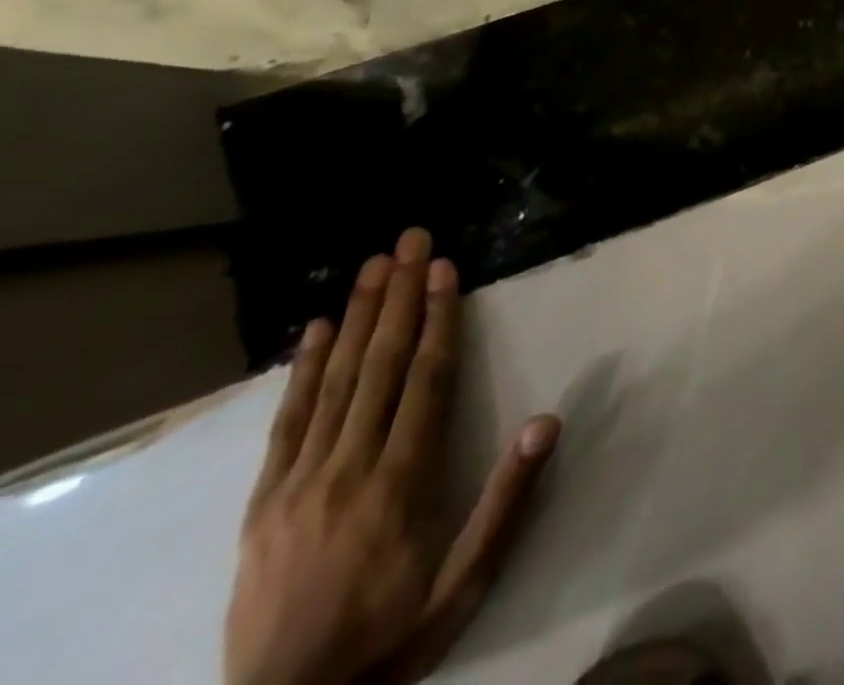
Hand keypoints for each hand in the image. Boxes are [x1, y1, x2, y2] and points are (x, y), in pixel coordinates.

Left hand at [225, 229, 560, 684]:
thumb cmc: (392, 634)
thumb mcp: (465, 581)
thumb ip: (506, 501)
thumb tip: (547, 421)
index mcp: (400, 480)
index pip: (425, 380)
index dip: (439, 319)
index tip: (444, 270)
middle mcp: (348, 466)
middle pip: (379, 365)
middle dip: (399, 296)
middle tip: (410, 241)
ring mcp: (299, 481)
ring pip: (334, 381)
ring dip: (357, 317)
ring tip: (372, 266)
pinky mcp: (263, 502)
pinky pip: (287, 422)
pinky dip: (302, 370)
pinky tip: (313, 331)